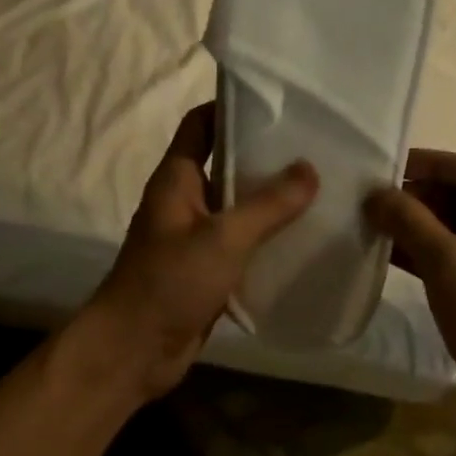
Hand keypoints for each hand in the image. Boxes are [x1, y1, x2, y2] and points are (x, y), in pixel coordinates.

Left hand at [86, 103, 316, 401]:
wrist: (134, 351)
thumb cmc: (170, 283)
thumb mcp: (223, 238)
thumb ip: (268, 204)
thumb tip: (309, 168)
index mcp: (176, 179)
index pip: (201, 124)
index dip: (232, 107)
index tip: (279, 103)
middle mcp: (185, 200)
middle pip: (226, 163)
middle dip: (265, 155)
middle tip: (316, 147)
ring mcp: (195, 236)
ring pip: (237, 206)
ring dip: (271, 199)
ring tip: (321, 187)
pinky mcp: (208, 269)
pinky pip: (242, 242)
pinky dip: (268, 237)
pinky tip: (305, 237)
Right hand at [366, 151, 455, 443]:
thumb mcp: (450, 265)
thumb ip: (411, 222)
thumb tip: (374, 194)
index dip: (431, 165)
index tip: (387, 168)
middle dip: (423, 200)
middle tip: (377, 202)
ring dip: (423, 230)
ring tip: (377, 227)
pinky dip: (432, 259)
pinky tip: (393, 259)